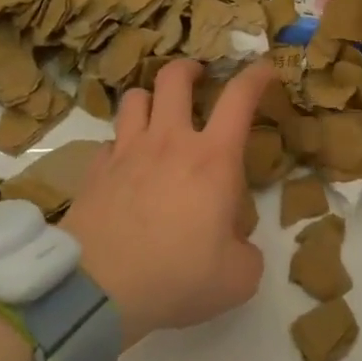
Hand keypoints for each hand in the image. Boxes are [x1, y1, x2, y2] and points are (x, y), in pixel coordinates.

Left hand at [59, 59, 271, 346]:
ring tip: (158, 114)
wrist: (99, 291)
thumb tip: (235, 241)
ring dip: (150, 99)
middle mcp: (169, 142)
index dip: (256, 76)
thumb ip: (246, 251)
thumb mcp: (238, 276)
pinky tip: (126, 164)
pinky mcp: (95, 171)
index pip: (239, 98)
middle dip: (189, 69)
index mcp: (213, 158)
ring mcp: (126, 152)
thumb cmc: (178, 276)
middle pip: (174, 77)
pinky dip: (121, 144)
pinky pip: (109, 141)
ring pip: (135, 98)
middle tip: (198, 78)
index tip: (266, 70)